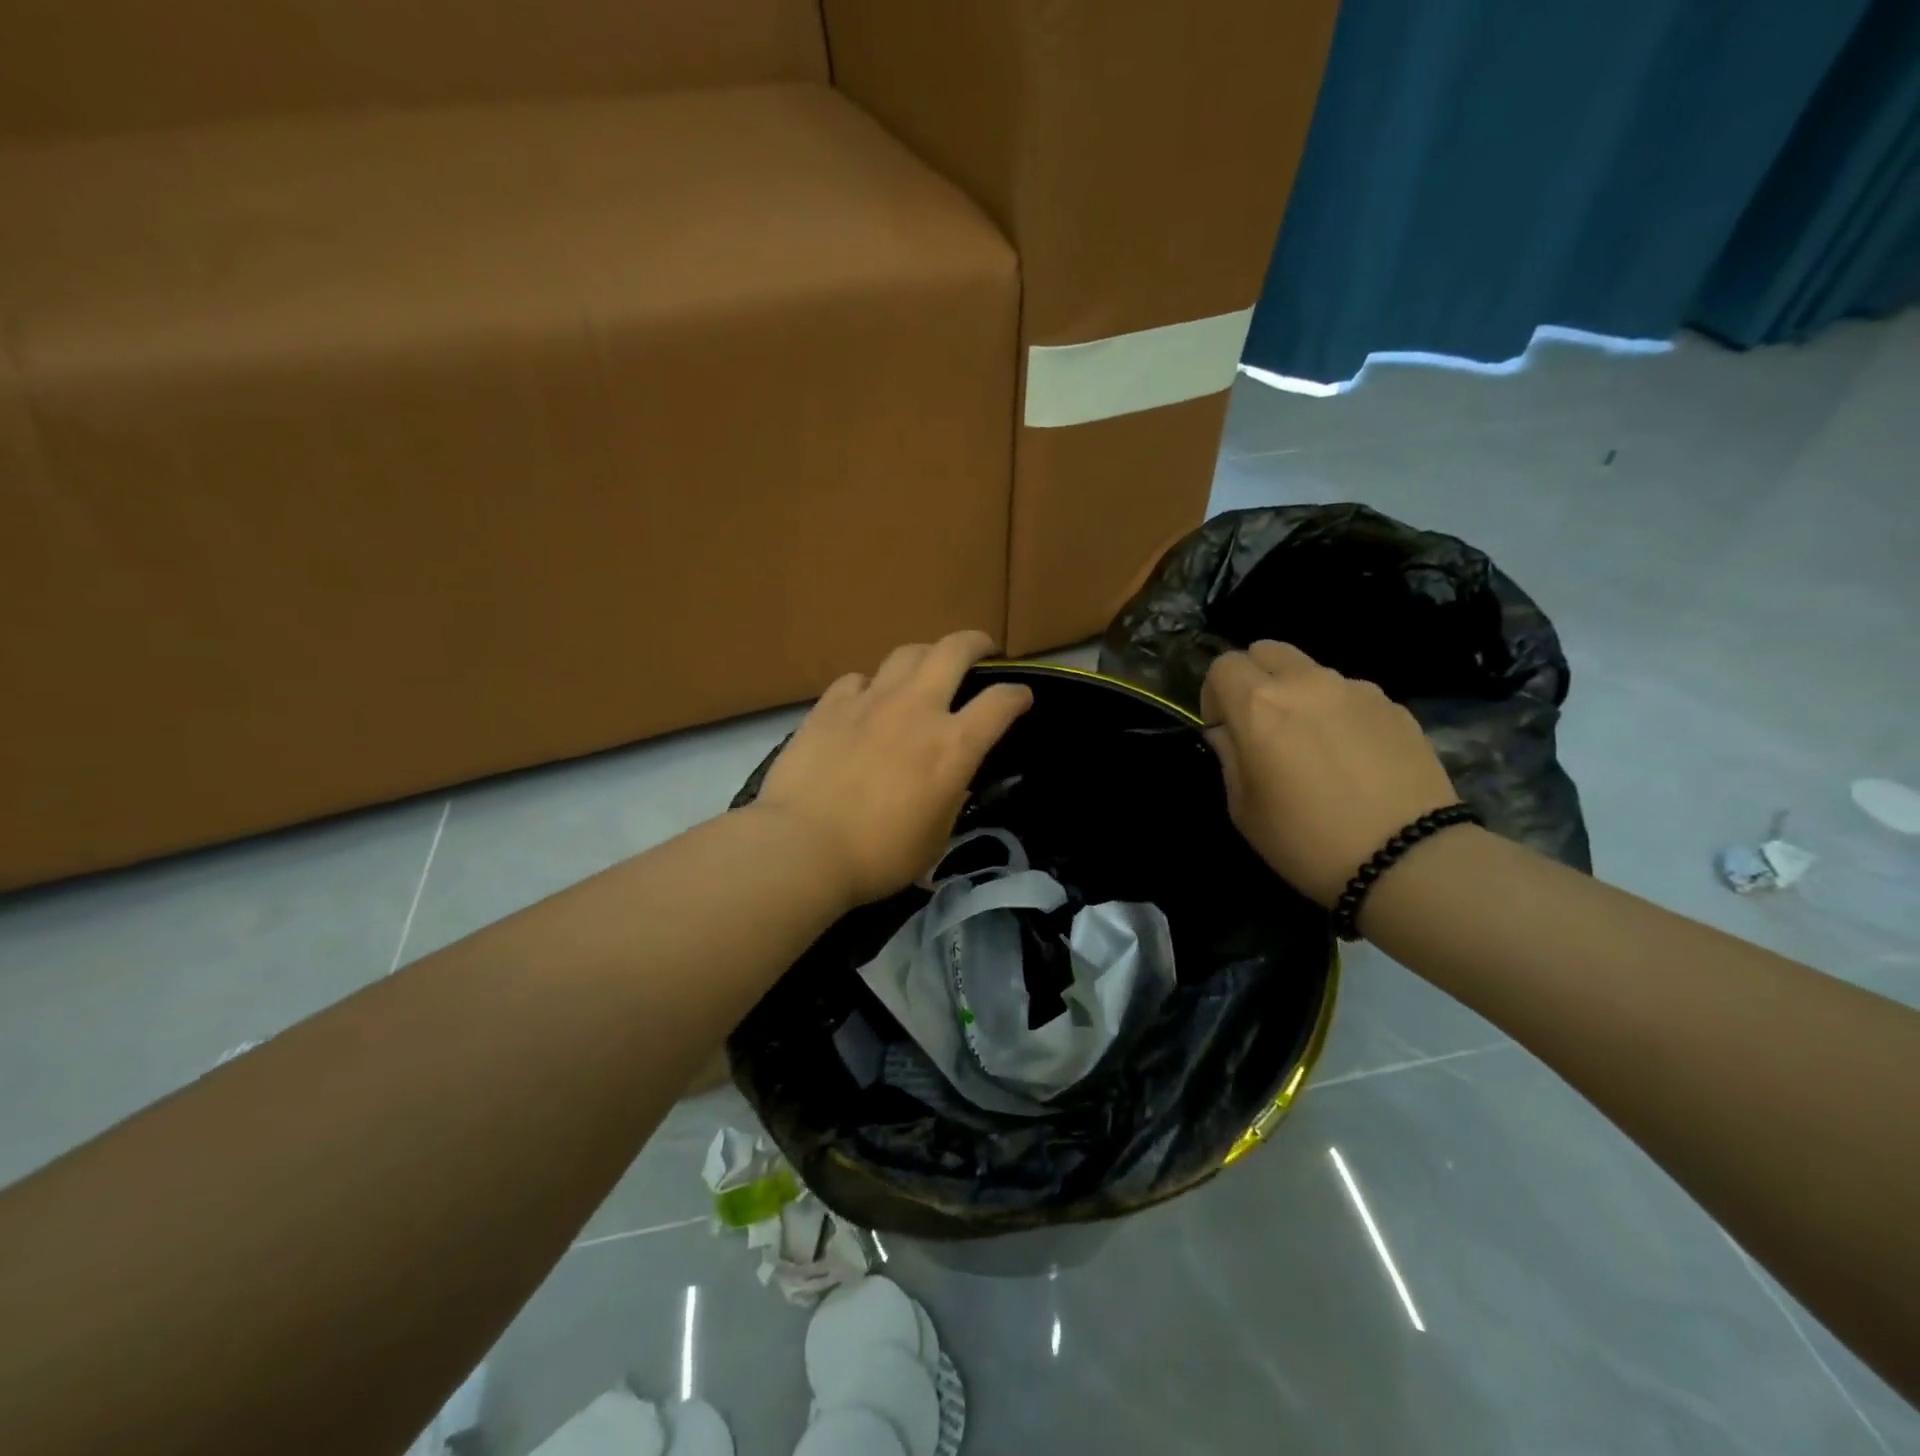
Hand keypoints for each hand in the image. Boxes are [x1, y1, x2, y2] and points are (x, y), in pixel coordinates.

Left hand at [754, 631, 1032, 906]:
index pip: (1001, 703)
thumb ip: (950, 799)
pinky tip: (866, 702)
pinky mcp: (830, 705)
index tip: (1021, 698)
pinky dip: (871, 685)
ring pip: (906, 653)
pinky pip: (858, 679)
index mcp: (952, 746)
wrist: (802, 847)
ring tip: (925, 670)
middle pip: (954, 650)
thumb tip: (952, 780)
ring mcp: (870, 701)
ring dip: (925, 656)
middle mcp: (916, 709)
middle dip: (976, 643)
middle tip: (981, 650)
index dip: (1018, 695)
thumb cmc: (878, 856)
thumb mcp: (934, 838)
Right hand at [1202, 640, 1460, 907]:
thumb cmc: (1306, 839)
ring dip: (1299, 695)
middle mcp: (1307, 683)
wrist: (1408, 859)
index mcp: (1259, 704)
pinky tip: (1353, 758)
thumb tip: (1228, 732)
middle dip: (1254, 678)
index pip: (1223, 665)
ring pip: (1311, 671)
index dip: (1215, 695)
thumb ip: (1229, 756)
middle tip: (1262, 725)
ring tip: (1314, 745)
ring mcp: (1356, 690)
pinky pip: (1351, 694)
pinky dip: (1339, 713)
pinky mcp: (1395, 706)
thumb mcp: (1243, 808)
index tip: (1225, 730)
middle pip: (1267, 650)